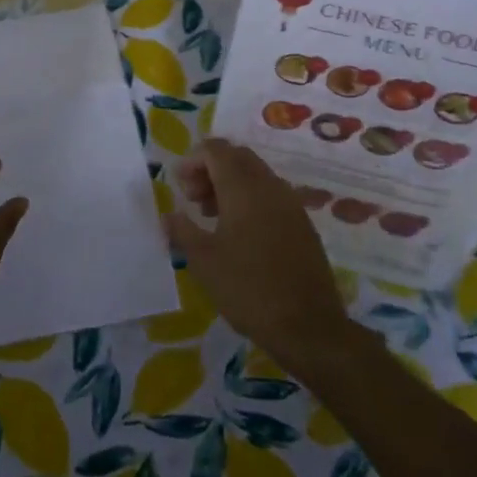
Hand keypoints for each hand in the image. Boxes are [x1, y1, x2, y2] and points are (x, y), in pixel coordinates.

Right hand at [164, 139, 352, 370]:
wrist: (308, 327)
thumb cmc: (248, 289)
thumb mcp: (204, 261)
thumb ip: (182, 230)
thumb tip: (167, 214)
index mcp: (244, 188)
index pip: (216, 150)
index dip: (193, 160)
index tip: (179, 185)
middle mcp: (270, 186)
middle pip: (237, 157)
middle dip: (210, 169)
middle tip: (192, 198)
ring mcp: (291, 204)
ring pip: (255, 175)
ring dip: (229, 184)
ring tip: (210, 216)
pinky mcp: (302, 224)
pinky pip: (271, 195)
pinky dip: (249, 199)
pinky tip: (239, 233)